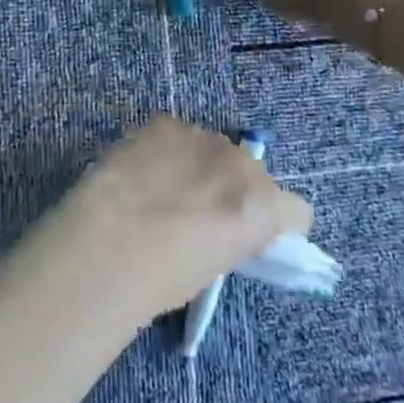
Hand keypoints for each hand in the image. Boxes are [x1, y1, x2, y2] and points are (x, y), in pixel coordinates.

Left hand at [34, 116, 311, 322]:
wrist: (107, 245)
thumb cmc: (162, 279)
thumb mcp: (215, 268)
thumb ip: (232, 237)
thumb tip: (221, 229)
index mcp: (264, 207)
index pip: (296, 212)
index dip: (275, 226)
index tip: (250, 239)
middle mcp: (242, 163)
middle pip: (252, 172)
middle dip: (233, 189)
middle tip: (198, 215)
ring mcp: (202, 136)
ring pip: (213, 149)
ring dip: (199, 165)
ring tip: (161, 191)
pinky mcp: (164, 122)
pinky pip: (176, 134)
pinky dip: (166, 149)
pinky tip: (141, 172)